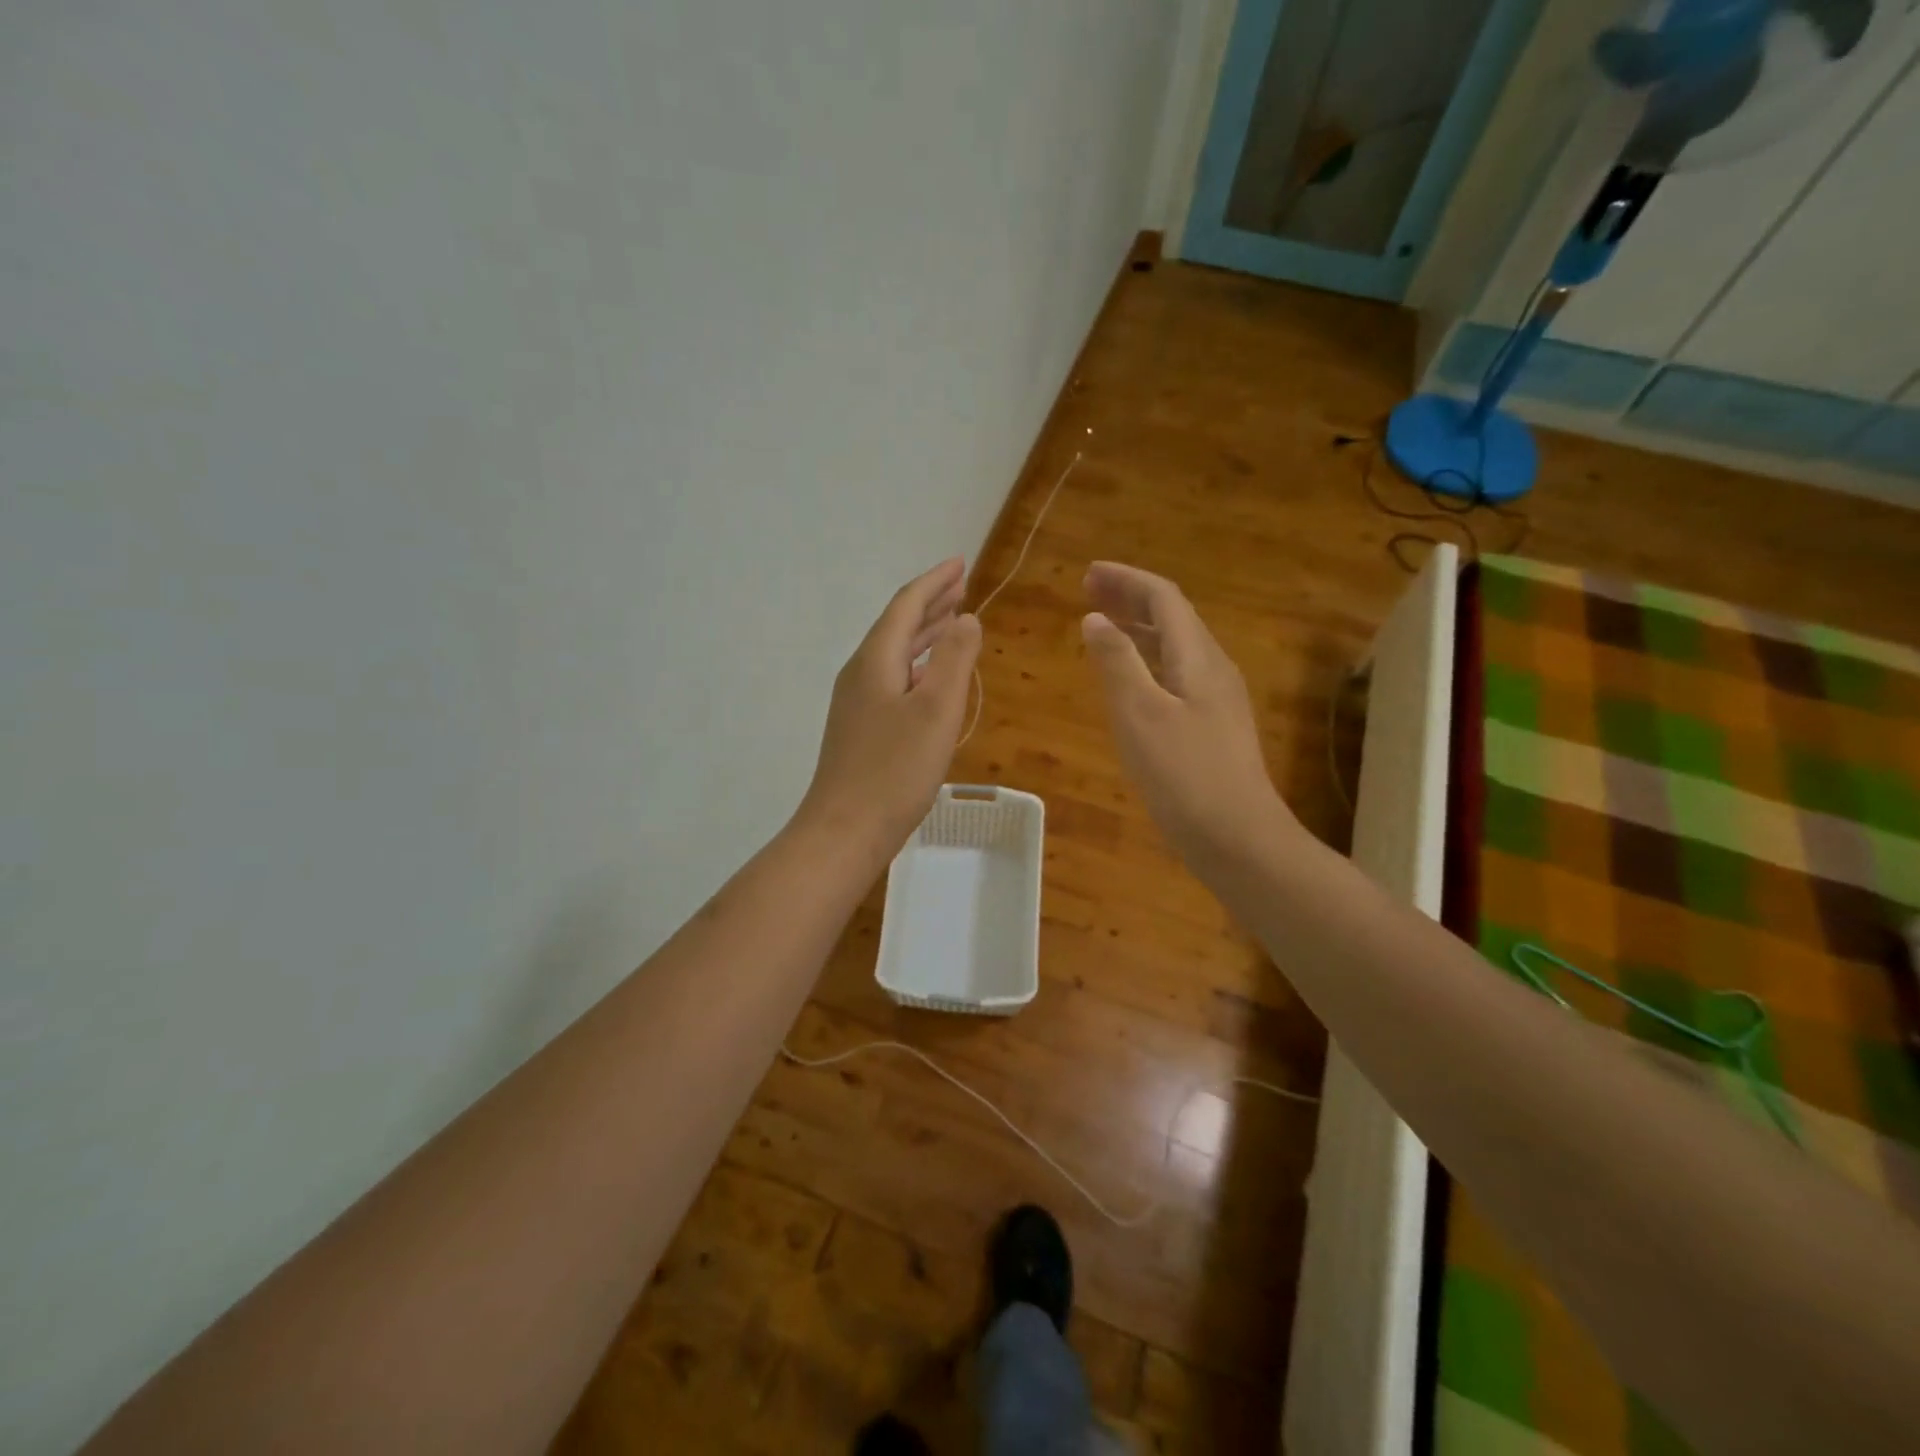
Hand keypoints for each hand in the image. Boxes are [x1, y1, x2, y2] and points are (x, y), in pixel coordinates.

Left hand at [799, 558, 982, 854]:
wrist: (845, 830)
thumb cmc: (895, 769)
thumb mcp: (936, 709)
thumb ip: (953, 658)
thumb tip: (965, 619)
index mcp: (876, 660)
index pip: (906, 605)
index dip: (935, 581)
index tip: (960, 563)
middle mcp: (861, 673)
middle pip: (897, 626)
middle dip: (931, 604)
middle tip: (961, 587)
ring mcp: (856, 703)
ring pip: (894, 654)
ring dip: (924, 635)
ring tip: (952, 623)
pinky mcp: (860, 729)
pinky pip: (892, 680)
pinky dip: (917, 667)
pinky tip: (930, 680)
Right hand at [1081, 561, 1293, 864]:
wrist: (1238, 838)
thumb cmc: (1184, 775)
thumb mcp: (1140, 714)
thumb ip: (1117, 662)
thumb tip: (1096, 618)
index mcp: (1198, 657)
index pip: (1164, 598)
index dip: (1126, 580)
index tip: (1088, 574)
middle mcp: (1214, 669)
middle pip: (1174, 618)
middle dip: (1132, 599)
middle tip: (1090, 593)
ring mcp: (1218, 699)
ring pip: (1177, 647)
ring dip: (1140, 629)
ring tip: (1105, 628)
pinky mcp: (1214, 727)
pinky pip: (1178, 675)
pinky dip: (1149, 662)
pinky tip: (1132, 683)